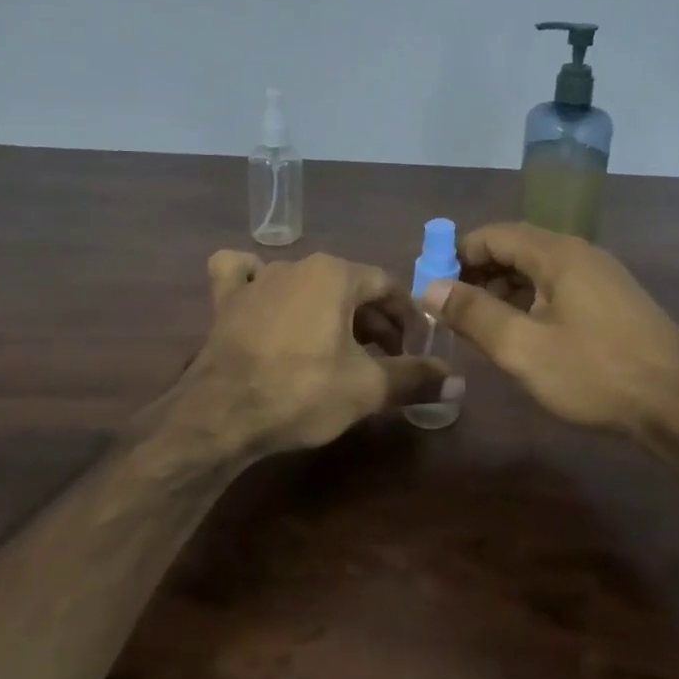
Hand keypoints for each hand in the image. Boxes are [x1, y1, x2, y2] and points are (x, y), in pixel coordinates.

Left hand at [181, 250, 455, 455]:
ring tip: (336, 346)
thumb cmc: (302, 391)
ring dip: (327, 310)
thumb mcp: (367, 388)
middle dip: (372, 320)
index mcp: (335, 274)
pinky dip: (255, 282)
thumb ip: (414, 378)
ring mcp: (257, 279)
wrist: (221, 413)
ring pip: (304, 284)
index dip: (407, 317)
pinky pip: (243, 276)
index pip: (387, 286)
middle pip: (348, 286)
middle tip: (384, 359)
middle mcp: (297, 264)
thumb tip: (458, 383)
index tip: (414, 348)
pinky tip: (262, 297)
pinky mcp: (225, 300)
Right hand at [426, 222, 678, 434]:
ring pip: (538, 269)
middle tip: (451, 308)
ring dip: (503, 289)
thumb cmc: (595, 373)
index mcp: (557, 254)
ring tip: (480, 324)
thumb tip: (429, 288)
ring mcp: (601, 276)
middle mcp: (580, 253)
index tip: (432, 284)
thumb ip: (473, 314)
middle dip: (478, 272)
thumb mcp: (523, 348)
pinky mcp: (613, 300)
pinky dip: (530, 300)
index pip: (494, 235)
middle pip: (516, 248)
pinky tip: (522, 332)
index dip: (457, 254)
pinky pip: (558, 287)